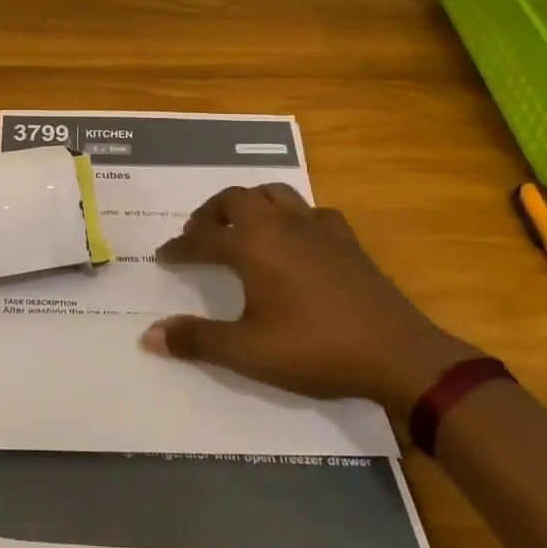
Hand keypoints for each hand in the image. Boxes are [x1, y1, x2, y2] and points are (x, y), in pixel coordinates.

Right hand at [141, 185, 480, 408]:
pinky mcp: (347, 239)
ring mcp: (317, 227)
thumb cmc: (314, 349)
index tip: (163, 256)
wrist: (397, 354)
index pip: (202, 238)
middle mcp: (279, 224)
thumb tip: (149, 335)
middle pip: (235, 199)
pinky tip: (296, 237)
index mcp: (252, 245)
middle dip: (210, 213)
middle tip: (198, 234)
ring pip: (274, 193)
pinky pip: (312, 211)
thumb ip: (197, 341)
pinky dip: (294, 216)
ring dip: (250, 203)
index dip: (179, 248)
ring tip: (240, 225)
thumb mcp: (248, 352)